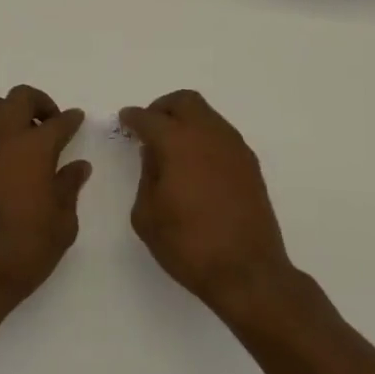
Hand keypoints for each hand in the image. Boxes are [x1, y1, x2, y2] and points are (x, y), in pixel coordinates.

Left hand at [0, 86, 90, 317]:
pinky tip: (7, 160)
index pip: (57, 122)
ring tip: (27, 140)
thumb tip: (78, 166)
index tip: (77, 119)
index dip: (71, 119)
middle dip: (39, 103)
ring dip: (13, 114)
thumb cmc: (25, 249)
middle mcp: (3, 139)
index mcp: (34, 148)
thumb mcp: (62, 223)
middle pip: (19, 98)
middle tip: (51, 123)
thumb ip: (69, 187)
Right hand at [119, 91, 291, 312]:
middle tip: (149, 127)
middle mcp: (208, 135)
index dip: (133, 118)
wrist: (247, 272)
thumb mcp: (147, 214)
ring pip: (207, 115)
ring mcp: (234, 148)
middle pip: (185, 102)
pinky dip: (204, 138)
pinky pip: (222, 136)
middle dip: (162, 108)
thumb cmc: (188, 244)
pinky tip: (195, 164)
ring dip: (187, 121)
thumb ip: (147, 176)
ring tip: (172, 147)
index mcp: (177, 143)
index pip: (150, 118)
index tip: (125, 120)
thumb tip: (155, 155)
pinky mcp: (250, 165)